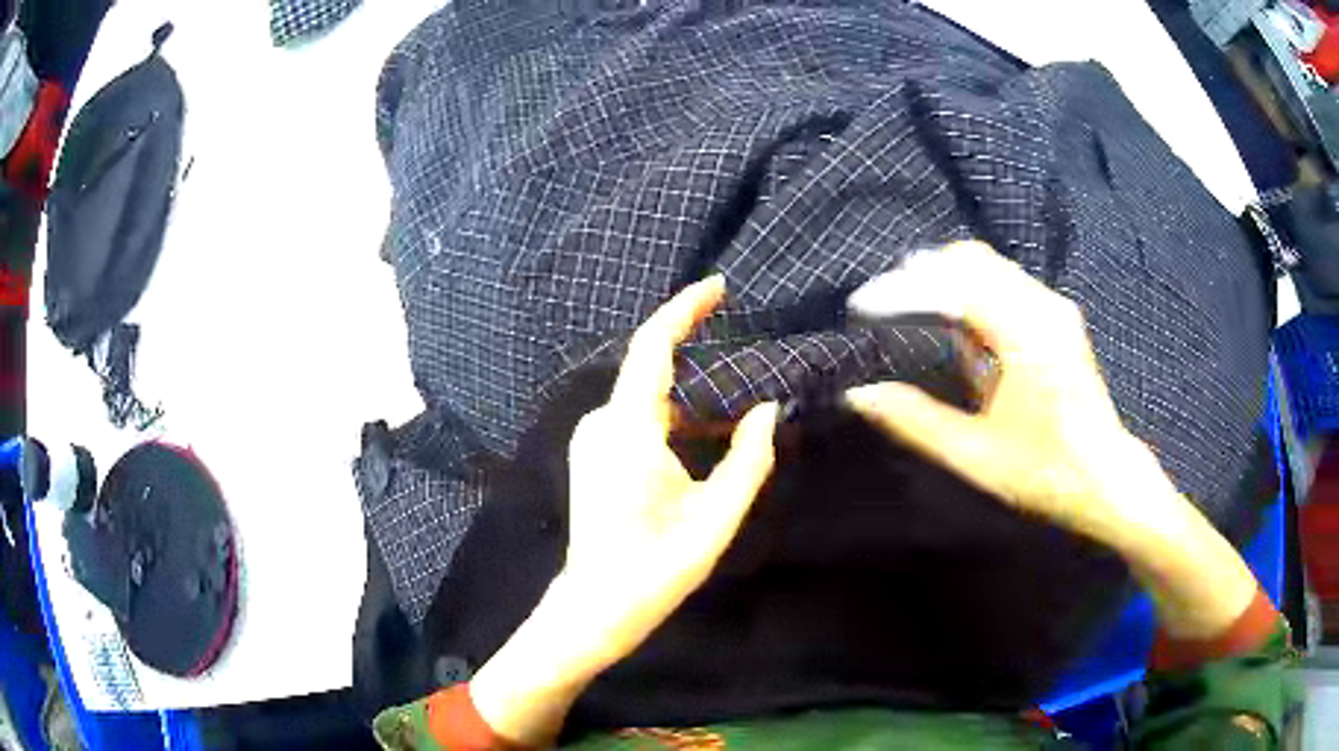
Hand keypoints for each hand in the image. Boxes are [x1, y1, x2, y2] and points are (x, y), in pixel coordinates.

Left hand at [471, 276, 777, 744]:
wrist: (597, 605)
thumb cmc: (656, 568)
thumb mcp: (716, 518)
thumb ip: (749, 458)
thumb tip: (767, 408)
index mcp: (628, 429)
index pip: (653, 346)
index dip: (685, 308)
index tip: (720, 286)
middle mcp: (603, 422)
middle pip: (656, 370)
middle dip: (705, 362)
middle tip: (755, 372)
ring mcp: (594, 438)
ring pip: (652, 397)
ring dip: (695, 399)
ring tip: (741, 414)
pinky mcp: (595, 453)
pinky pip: (640, 418)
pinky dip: (677, 419)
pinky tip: (708, 439)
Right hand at [844, 242, 1261, 640]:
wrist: (1108, 477)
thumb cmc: (1046, 474)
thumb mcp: (976, 456)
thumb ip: (916, 421)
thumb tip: (859, 394)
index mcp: (1025, 335)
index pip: (952, 287)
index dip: (901, 292)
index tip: (860, 309)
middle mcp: (1042, 307)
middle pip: (970, 261)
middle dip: (919, 276)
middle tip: (881, 305)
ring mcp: (1053, 308)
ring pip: (988, 267)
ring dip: (944, 280)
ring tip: (907, 309)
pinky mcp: (1057, 318)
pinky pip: (1004, 284)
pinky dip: (969, 290)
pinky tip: (951, 322)